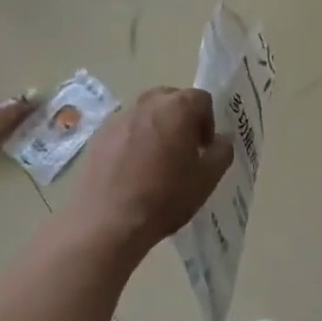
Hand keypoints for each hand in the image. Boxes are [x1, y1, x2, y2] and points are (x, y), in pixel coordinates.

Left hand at [66, 87, 233, 251]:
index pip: (201, 99)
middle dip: (181, 118)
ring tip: (155, 160)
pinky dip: (132, 139)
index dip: (208, 121)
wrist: (106, 221)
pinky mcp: (98, 135)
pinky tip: (131, 169)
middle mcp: (147, 104)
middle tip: (183, 149)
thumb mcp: (206, 180)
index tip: (204, 147)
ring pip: (145, 112)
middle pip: (171, 98)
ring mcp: (119, 117)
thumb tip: (223, 140)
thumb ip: (222, 153)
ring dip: (156, 127)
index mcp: (177, 108)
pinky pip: (124, 128)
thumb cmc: (164, 198)